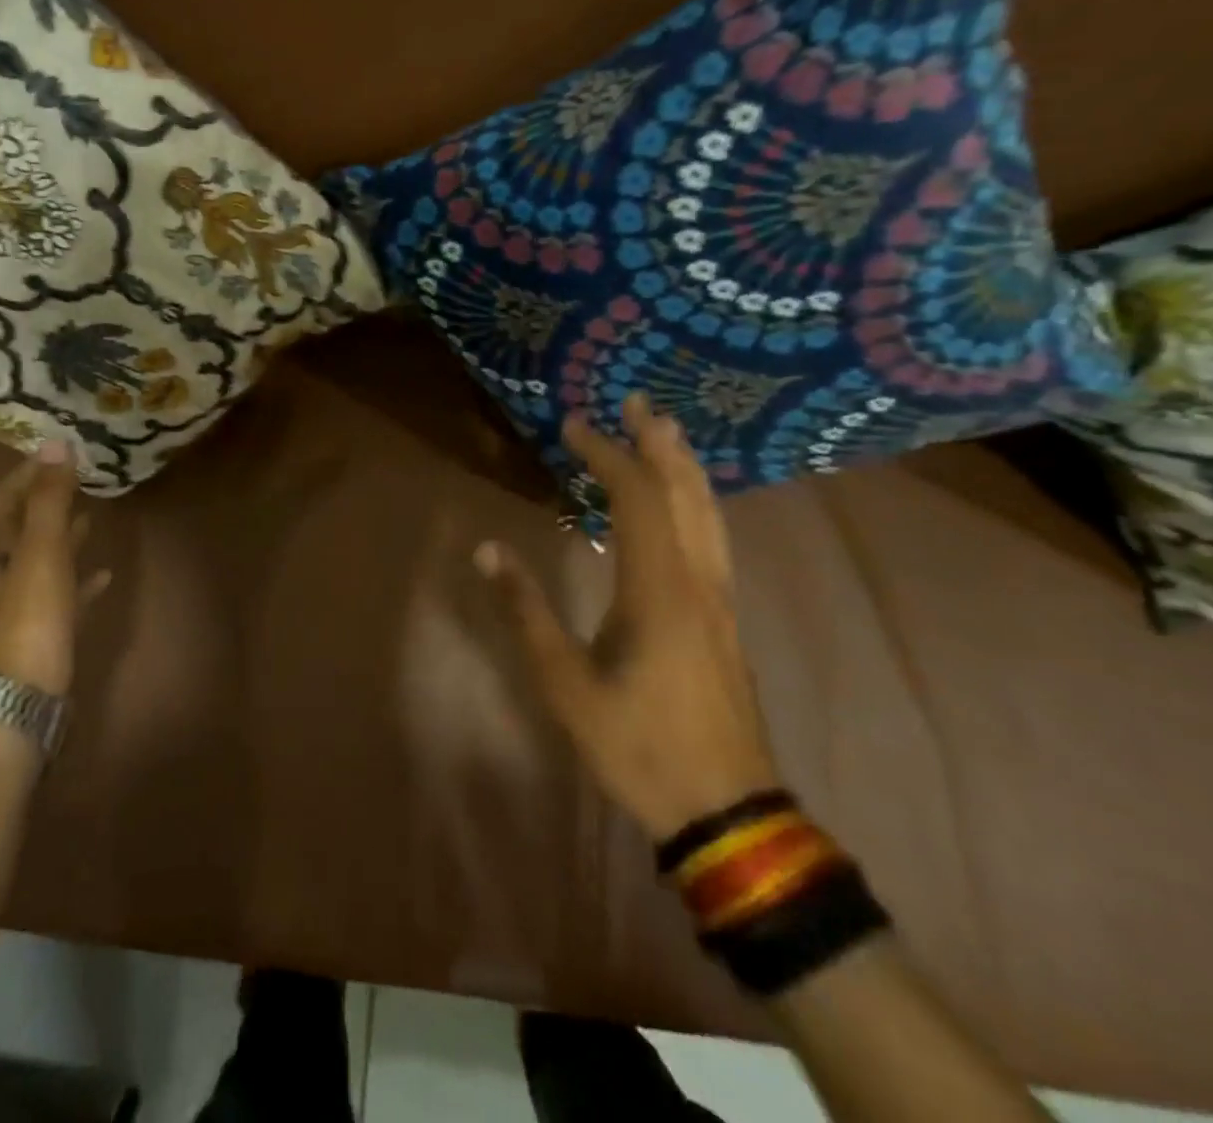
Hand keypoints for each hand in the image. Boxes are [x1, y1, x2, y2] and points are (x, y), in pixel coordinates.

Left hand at [0, 444, 109, 694]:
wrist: (23, 695)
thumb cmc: (31, 614)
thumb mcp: (42, 549)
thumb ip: (49, 499)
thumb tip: (56, 443)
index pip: (4, 502)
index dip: (25, 477)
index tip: (54, 455)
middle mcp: (5, 573)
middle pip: (21, 530)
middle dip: (45, 503)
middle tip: (75, 481)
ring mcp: (25, 605)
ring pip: (45, 561)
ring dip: (65, 537)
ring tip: (92, 517)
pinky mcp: (48, 632)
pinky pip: (66, 595)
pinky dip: (82, 580)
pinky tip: (104, 575)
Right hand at [475, 392, 779, 840]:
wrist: (725, 809)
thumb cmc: (639, 744)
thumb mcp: (566, 682)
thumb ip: (527, 610)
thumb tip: (487, 550)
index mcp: (659, 588)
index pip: (636, 498)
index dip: (605, 454)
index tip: (573, 425)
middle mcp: (698, 579)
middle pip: (684, 492)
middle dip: (659, 442)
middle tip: (638, 402)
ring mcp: (720, 599)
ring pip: (708, 513)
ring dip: (684, 466)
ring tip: (665, 432)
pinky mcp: (725, 618)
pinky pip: (712, 537)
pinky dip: (696, 501)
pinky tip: (686, 503)